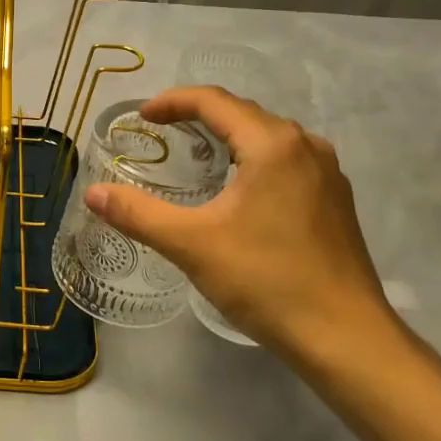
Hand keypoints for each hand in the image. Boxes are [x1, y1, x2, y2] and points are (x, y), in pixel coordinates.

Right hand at [84, 85, 405, 366]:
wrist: (346, 339)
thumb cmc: (267, 281)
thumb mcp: (192, 245)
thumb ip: (138, 214)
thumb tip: (93, 193)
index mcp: (273, 144)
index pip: (214, 102)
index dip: (173, 102)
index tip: (142, 118)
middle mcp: (305, 146)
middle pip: (243, 113)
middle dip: (199, 116)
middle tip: (162, 133)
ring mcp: (327, 173)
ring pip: (268, 137)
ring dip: (229, 137)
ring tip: (195, 156)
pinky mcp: (336, 200)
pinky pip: (287, 160)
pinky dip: (253, 159)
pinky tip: (239, 190)